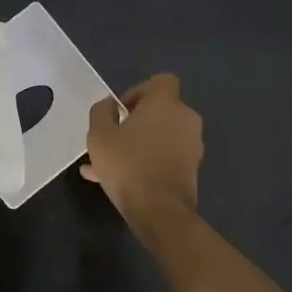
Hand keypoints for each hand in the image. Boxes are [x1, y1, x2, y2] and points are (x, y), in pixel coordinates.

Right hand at [81, 73, 202, 230]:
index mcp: (166, 103)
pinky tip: (117, 182)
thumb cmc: (128, 164)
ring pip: (159, 138)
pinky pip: (164, 157)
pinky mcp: (192, 169)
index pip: (161, 81)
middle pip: (159, 112)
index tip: (120, 112)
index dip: (138, 92)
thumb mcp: (99, 135)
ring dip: (135, 146)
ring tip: (104, 167)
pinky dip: (145, 162)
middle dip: (133, 123)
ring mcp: (192, 145)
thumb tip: (109, 105)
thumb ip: (101, 112)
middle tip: (111, 140)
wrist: (160, 211)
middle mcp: (185, 119)